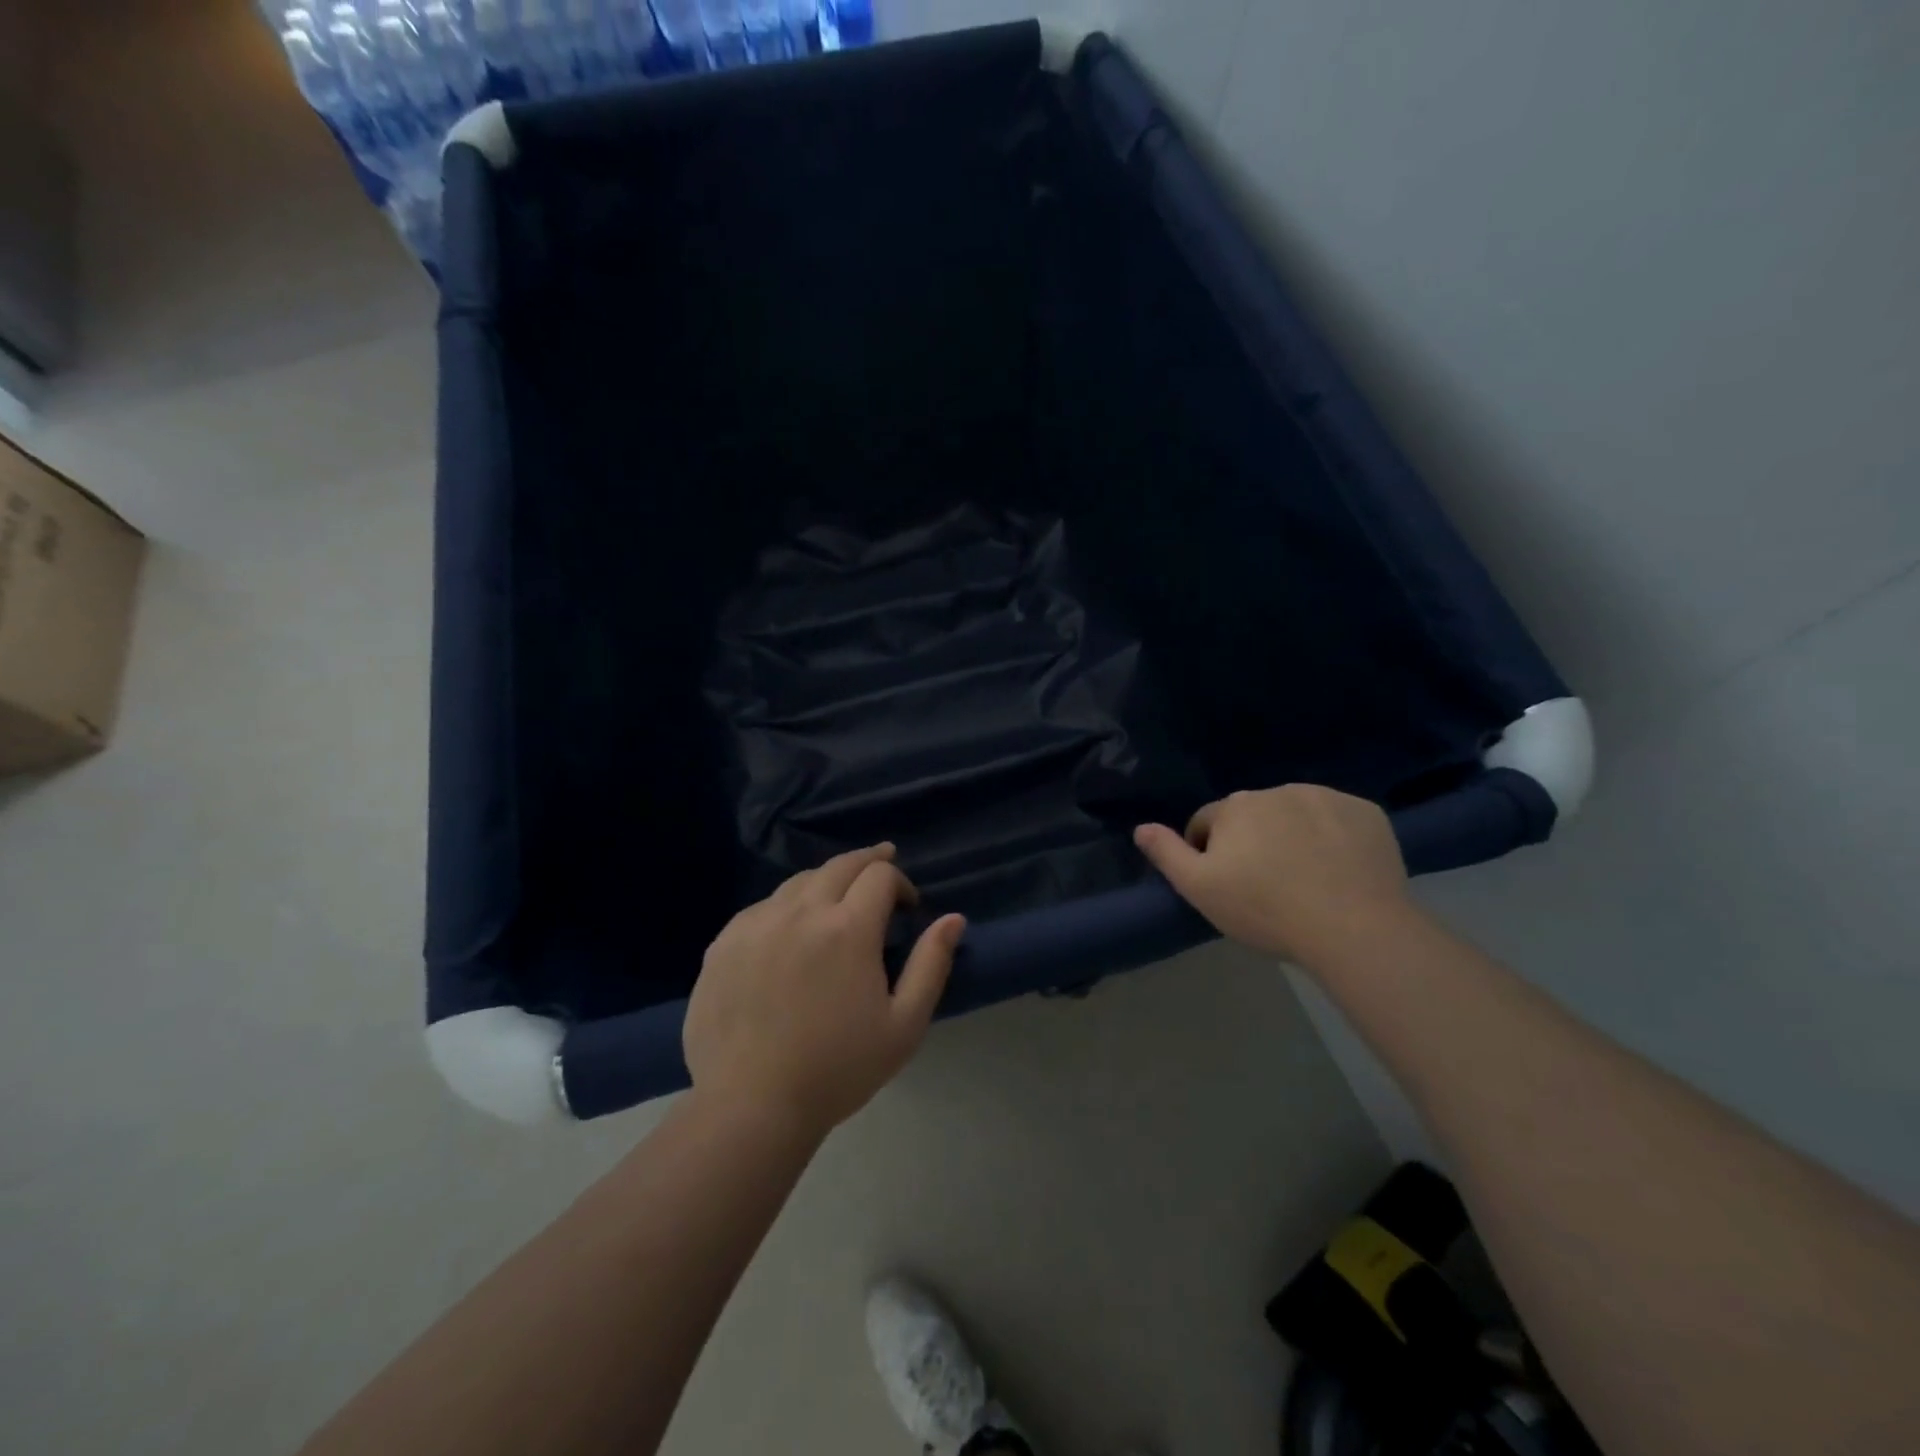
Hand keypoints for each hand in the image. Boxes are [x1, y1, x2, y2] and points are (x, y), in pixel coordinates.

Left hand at [684, 844, 964, 1138]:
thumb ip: (931, 964)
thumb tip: (953, 918)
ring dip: (826, 882)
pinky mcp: (724, 942)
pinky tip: (791, 929)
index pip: (880, 875)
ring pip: (799, 882)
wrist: (750, 1106)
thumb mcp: (904, 1025)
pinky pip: (763, 907)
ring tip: (837, 898)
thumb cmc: (837, 1069)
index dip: (900, 882)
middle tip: (881, 866)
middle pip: (839, 865)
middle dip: (867, 862)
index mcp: (848, 928)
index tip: (907, 907)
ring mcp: (756, 923)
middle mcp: (801, 911)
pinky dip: (787, 906)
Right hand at [1134, 785, 1411, 963]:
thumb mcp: (1200, 889)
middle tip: (1265, 887)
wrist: (1355, 928)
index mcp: (1235, 806)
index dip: (1208, 854)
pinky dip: (1334, 838)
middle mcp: (1278, 790)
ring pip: (1296, 815)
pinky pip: (1338, 820)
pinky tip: (1339, 871)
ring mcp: (1327, 798)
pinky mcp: (1367, 813)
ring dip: (1292, 836)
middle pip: (1252, 816)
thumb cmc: (1266, 909)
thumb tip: (1141, 828)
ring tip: (1305, 880)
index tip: (1225, 886)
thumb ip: (1167, 853)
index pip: (1207, 823)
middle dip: (1252, 842)